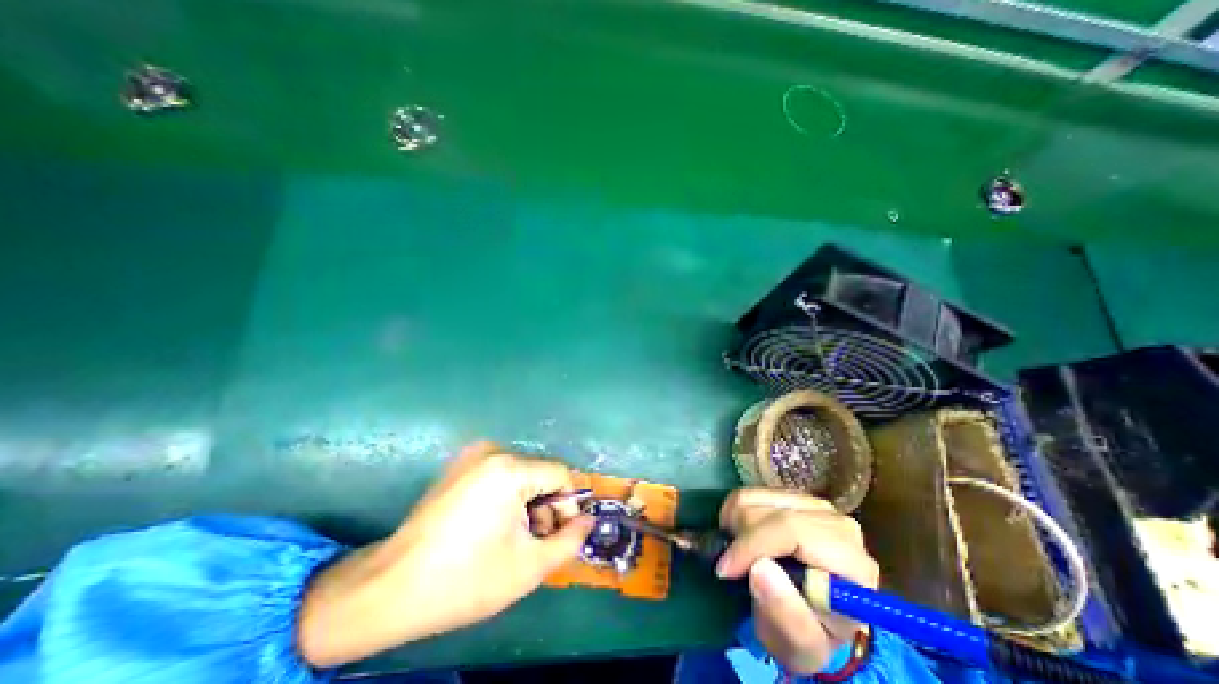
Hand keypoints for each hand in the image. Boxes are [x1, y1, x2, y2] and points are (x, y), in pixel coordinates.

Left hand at [299, 442, 595, 664]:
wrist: (390, 588)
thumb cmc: (465, 579)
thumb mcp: (529, 566)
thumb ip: (570, 540)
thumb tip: (589, 520)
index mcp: (510, 469)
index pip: (561, 475)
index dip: (568, 506)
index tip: (557, 535)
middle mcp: (493, 451)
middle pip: (541, 474)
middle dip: (545, 507)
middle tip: (533, 542)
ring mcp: (472, 455)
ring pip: (523, 474)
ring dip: (527, 503)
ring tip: (511, 538)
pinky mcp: (460, 464)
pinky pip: (501, 474)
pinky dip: (508, 497)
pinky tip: (491, 525)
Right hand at [716, 488, 875, 674]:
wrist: (814, 616)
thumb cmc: (808, 633)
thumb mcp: (801, 646)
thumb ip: (787, 616)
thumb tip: (760, 569)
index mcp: (851, 563)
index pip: (793, 531)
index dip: (753, 544)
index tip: (725, 569)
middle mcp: (837, 524)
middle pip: (768, 511)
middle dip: (741, 538)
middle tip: (733, 568)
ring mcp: (814, 504)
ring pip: (753, 497)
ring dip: (734, 525)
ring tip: (738, 554)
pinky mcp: (794, 496)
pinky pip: (749, 493)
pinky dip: (735, 514)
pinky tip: (742, 537)